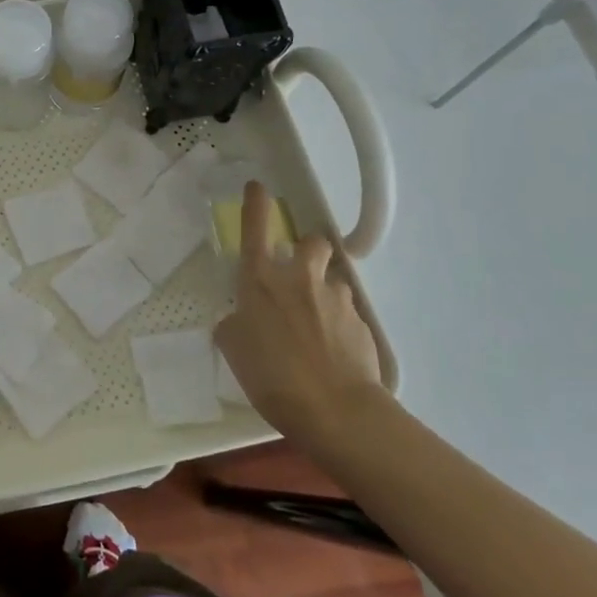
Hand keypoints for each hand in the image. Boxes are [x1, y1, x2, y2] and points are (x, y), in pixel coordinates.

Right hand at [215, 181, 385, 454]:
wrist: (335, 410)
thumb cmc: (271, 375)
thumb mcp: (234, 348)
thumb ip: (235, 324)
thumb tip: (242, 319)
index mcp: (260, 279)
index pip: (255, 228)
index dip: (256, 204)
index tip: (258, 186)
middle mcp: (300, 278)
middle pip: (312, 243)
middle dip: (308, 251)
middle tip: (299, 275)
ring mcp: (336, 298)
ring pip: (332, 280)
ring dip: (324, 292)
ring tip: (317, 326)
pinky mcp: (361, 323)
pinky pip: (347, 313)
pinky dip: (339, 324)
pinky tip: (333, 352)